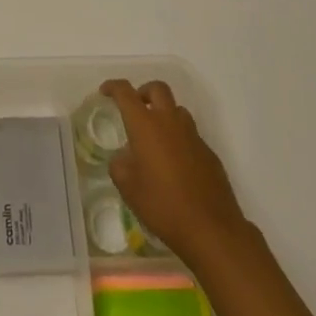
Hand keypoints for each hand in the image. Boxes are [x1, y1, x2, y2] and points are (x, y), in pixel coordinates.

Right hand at [101, 79, 248, 264]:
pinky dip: (179, 139)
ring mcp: (193, 135)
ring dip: (164, 114)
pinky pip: (190, 135)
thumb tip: (124, 157)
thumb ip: (120, 165)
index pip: (126, 93)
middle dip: (143, 92)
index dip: (113, 87)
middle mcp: (170, 122)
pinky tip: (175, 165)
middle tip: (135, 108)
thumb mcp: (128, 188)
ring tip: (155, 139)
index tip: (105, 91)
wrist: (210, 228)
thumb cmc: (162, 205)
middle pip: (157, 89)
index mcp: (145, 125)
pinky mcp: (208, 152)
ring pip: (177, 110)